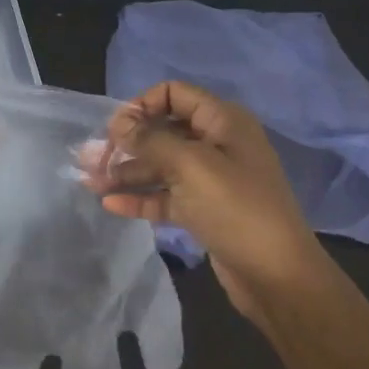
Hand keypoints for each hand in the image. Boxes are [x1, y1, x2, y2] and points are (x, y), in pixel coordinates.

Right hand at [90, 80, 329, 319]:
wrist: (277, 275)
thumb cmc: (236, 208)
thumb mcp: (190, 165)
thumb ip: (150, 139)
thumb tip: (118, 123)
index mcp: (222, 122)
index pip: (174, 94)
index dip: (142, 105)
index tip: (115, 129)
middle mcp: (216, 144)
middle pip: (163, 131)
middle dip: (127, 143)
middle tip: (92, 159)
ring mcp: (210, 179)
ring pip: (160, 167)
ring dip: (126, 172)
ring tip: (90, 182)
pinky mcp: (203, 210)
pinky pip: (165, 196)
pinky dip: (139, 197)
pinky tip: (110, 204)